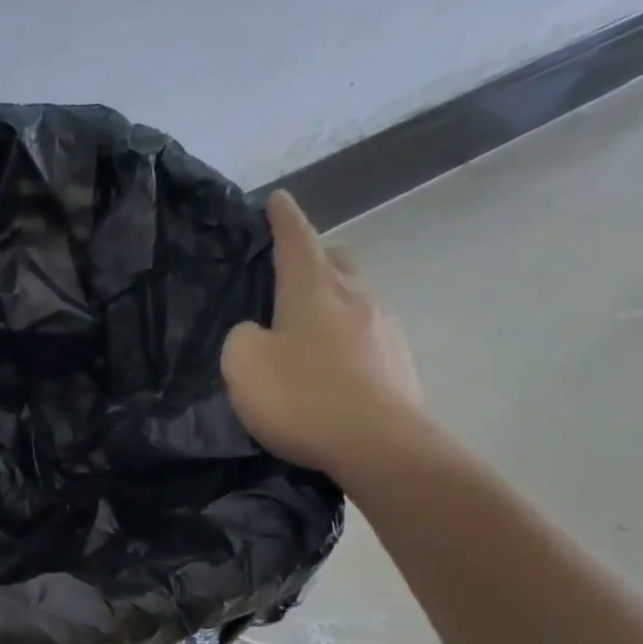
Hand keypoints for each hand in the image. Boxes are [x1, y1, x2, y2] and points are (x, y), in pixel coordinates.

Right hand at [222, 191, 423, 482]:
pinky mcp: (400, 361)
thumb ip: (242, 337)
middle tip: (292, 272)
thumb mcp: (243, 365)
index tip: (278, 199)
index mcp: (312, 288)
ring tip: (311, 328)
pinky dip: (348, 339)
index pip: (296, 238)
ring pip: (356, 298)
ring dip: (334, 302)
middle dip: (315, 257)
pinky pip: (369, 334)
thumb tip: (258, 332)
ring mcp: (385, 328)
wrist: (377, 444)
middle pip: (336, 261)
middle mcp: (355, 296)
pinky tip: (334, 366)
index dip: (284, 218)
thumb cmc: (302, 396)